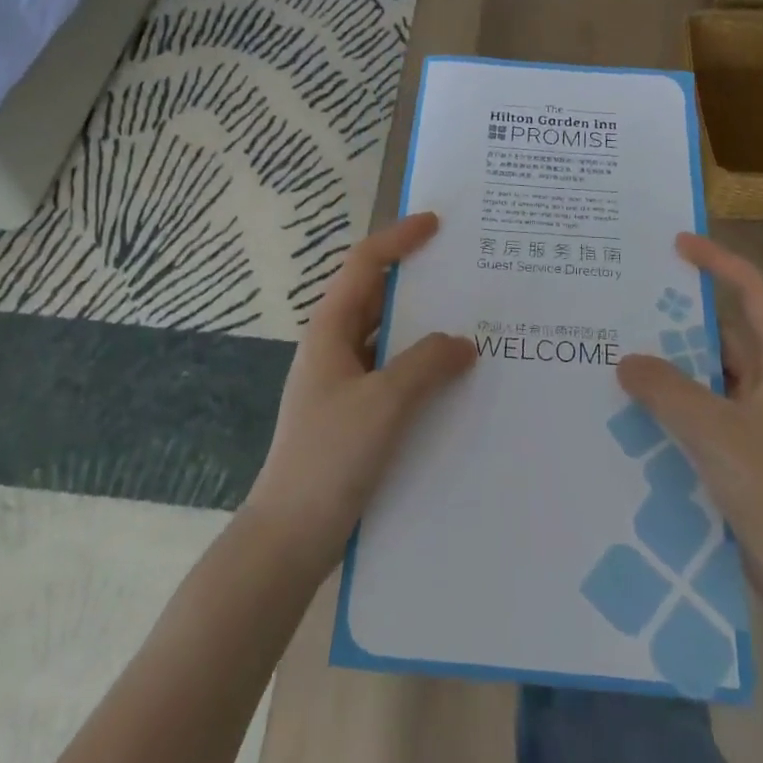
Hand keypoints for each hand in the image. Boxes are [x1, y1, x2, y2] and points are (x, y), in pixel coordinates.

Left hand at [244, 213, 476, 570]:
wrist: (290, 537)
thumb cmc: (330, 457)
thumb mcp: (384, 403)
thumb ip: (427, 364)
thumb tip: (463, 342)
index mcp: (330, 330)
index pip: (364, 265)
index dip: (398, 239)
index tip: (436, 225)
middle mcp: (334, 347)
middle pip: (377, 297)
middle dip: (417, 281)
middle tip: (465, 272)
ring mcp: (343, 383)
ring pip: (388, 338)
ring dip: (423, 328)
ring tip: (472, 323)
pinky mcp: (355, 415)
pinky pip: (394, 374)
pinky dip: (422, 366)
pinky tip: (454, 381)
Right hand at [616, 234, 762, 646]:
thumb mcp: (717, 435)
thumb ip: (667, 391)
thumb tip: (626, 360)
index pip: (755, 293)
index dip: (718, 262)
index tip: (675, 244)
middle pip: (727, 335)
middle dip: (680, 319)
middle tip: (626, 304)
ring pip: (713, 379)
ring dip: (673, 369)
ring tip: (619, 355)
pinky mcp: (753, 460)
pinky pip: (708, 417)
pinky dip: (677, 409)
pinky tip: (637, 415)